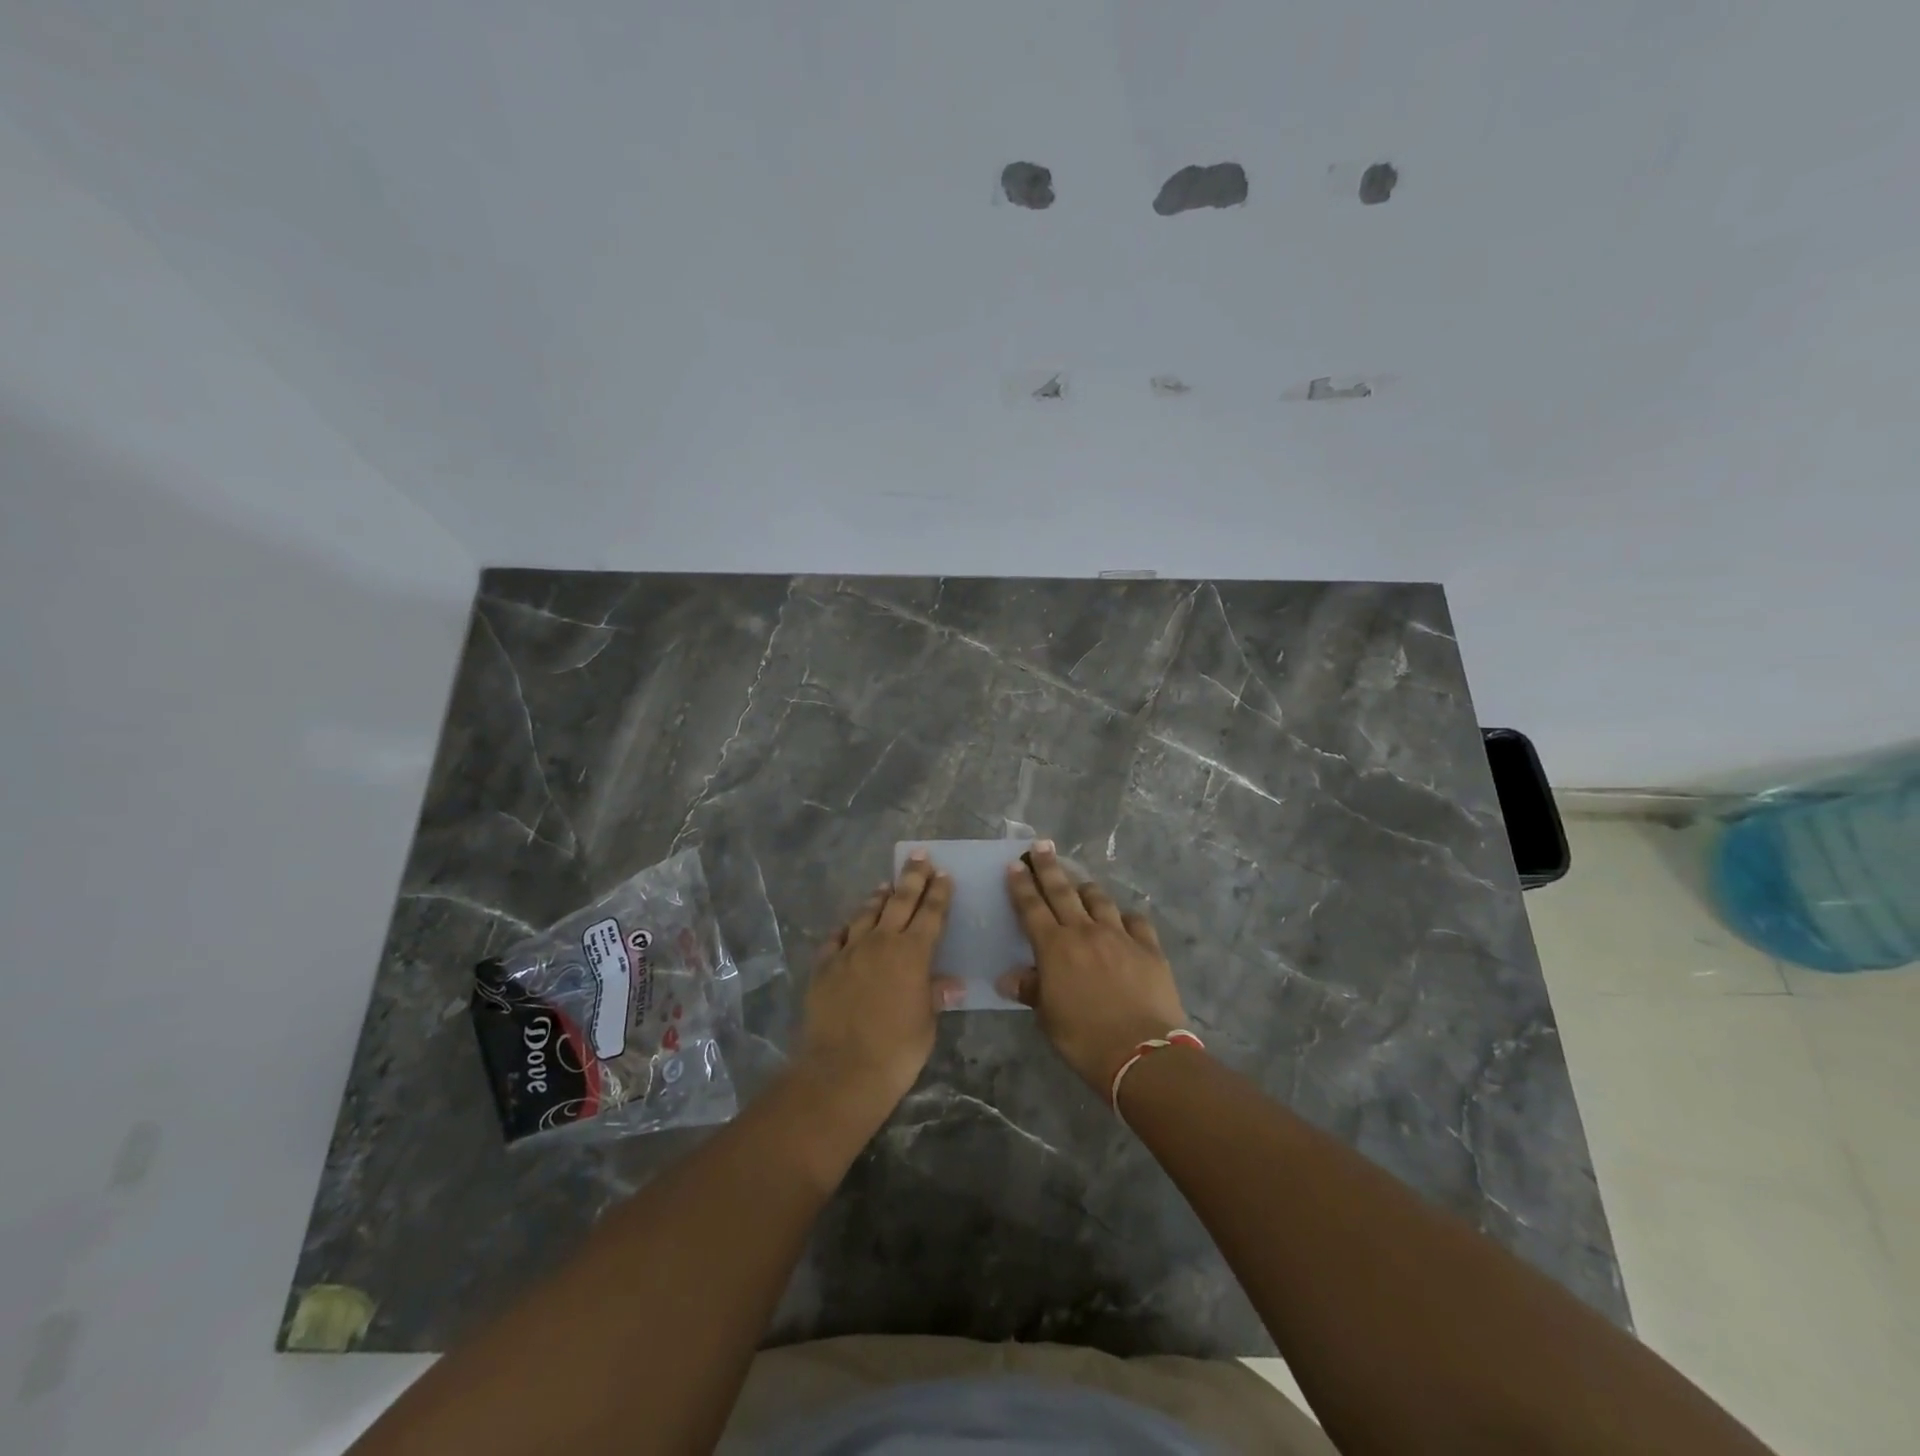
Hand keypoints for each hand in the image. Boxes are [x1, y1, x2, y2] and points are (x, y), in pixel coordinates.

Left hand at [798, 851, 960, 1110]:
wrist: (842, 1069)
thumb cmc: (897, 1050)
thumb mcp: (926, 1023)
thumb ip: (934, 996)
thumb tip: (951, 984)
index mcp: (913, 953)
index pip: (931, 913)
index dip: (939, 892)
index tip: (943, 874)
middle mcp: (881, 941)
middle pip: (900, 900)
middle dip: (912, 877)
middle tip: (919, 856)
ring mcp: (849, 951)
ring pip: (866, 913)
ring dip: (878, 897)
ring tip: (885, 885)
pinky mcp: (825, 966)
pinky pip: (837, 937)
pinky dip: (847, 927)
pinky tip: (849, 925)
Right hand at [998, 842, 1188, 1094]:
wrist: (1141, 1053)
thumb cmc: (1084, 1039)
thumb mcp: (1048, 1018)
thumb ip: (1031, 991)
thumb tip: (1008, 979)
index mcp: (1054, 947)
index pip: (1032, 907)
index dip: (1021, 885)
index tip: (1015, 864)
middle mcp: (1085, 932)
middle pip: (1062, 891)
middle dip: (1049, 867)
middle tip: (1042, 846)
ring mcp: (1120, 936)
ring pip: (1099, 900)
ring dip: (1086, 888)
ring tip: (1079, 883)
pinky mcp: (1149, 947)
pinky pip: (1135, 921)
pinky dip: (1125, 917)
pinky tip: (1123, 919)